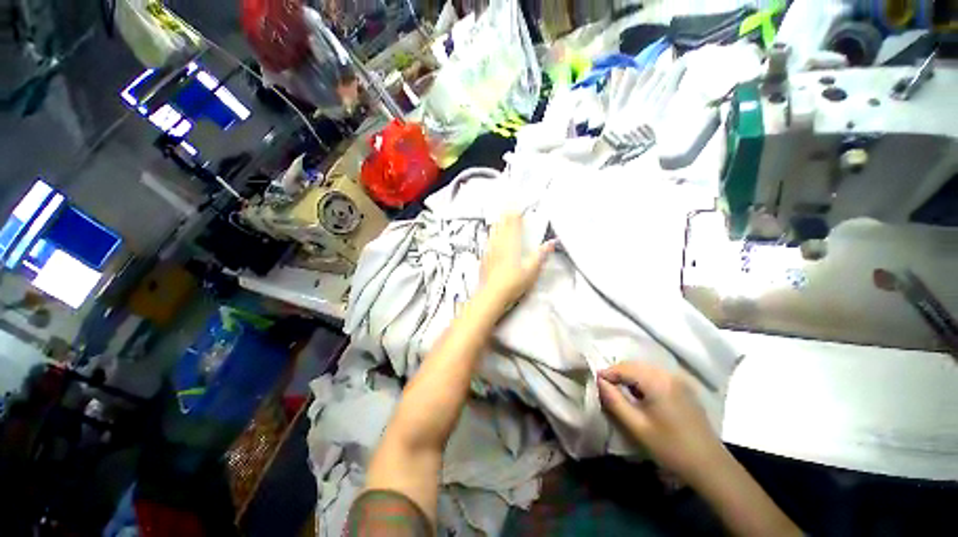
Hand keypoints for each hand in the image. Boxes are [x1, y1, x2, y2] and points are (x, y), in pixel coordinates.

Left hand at [479, 213, 554, 308]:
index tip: (516, 206)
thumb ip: (541, 255)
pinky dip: (491, 236)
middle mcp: (498, 244)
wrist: (492, 295)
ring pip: (493, 232)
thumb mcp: (532, 270)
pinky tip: (491, 239)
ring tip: (499, 219)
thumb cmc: (512, 283)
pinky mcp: (484, 259)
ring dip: (497, 224)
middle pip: (501, 225)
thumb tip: (550, 244)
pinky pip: (487, 242)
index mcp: (511, 244)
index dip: (515, 213)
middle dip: (505, 215)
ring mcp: (489, 251)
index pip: (513, 224)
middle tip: (507, 208)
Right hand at [597, 361, 723, 482]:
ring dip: (630, 376)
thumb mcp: (637, 426)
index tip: (595, 383)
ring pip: (645, 368)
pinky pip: (656, 375)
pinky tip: (641, 395)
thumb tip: (599, 382)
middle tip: (606, 388)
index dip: (607, 373)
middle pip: (634, 365)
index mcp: (657, 382)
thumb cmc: (670, 447)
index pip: (624, 368)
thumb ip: (615, 401)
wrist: (710, 465)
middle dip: (618, 373)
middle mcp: (668, 374)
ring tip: (621, 391)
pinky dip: (643, 379)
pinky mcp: (684, 387)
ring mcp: (678, 379)